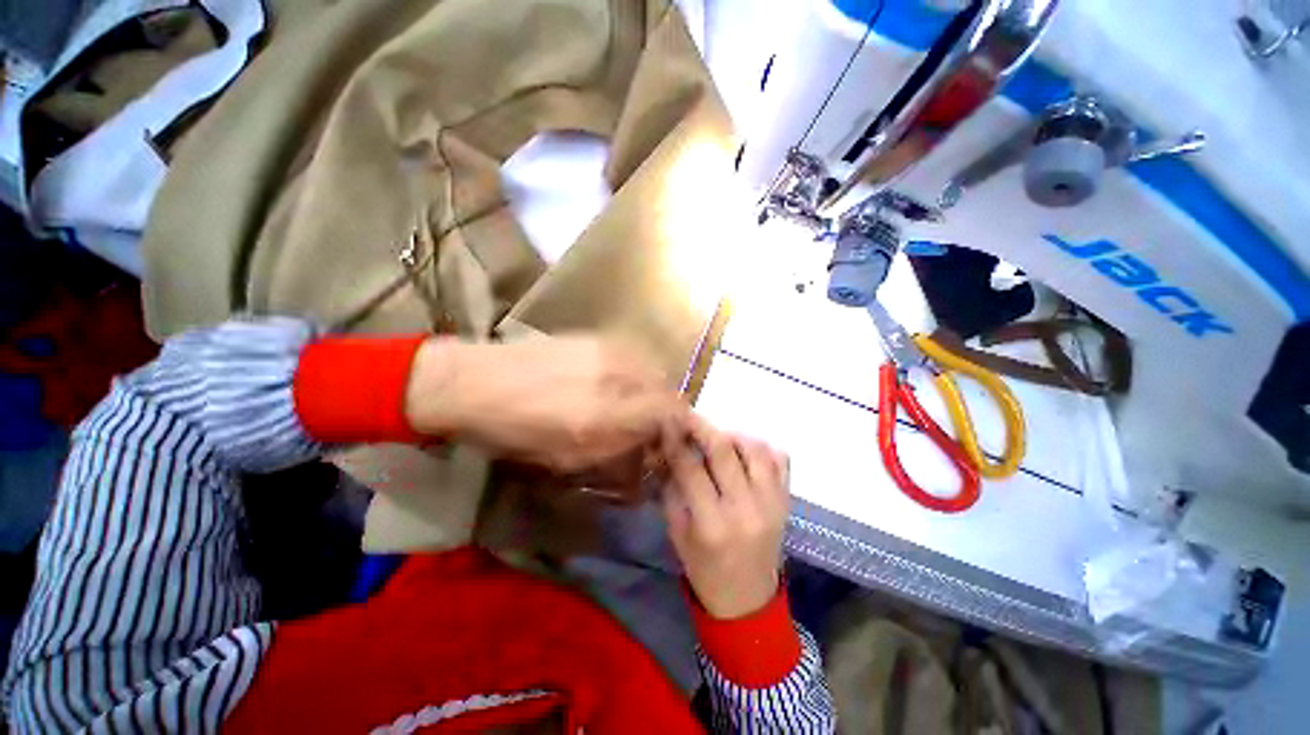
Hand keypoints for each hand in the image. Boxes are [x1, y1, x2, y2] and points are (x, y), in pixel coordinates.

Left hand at [405, 335, 686, 472]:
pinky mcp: (594, 337)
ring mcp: (605, 350)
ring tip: (635, 404)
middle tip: (652, 425)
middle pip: (666, 387)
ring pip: (652, 369)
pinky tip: (616, 383)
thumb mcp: (565, 458)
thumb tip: (648, 446)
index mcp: (604, 413)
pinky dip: (636, 374)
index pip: (668, 412)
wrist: (474, 381)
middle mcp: (614, 375)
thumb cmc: (514, 430)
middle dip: (668, 410)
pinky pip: (633, 356)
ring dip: (653, 390)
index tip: (671, 439)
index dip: (678, 426)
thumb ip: (616, 450)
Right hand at [662, 416, 789, 619]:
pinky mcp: (787, 501)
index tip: (668, 421)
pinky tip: (745, 450)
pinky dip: (762, 447)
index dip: (676, 440)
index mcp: (712, 524)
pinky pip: (780, 460)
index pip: (691, 469)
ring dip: (733, 435)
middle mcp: (745, 509)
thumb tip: (668, 451)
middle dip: (702, 426)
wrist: (747, 598)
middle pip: (724, 452)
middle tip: (689, 416)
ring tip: (718, 436)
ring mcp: (772, 503)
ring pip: (755, 449)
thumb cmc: (704, 568)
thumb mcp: (676, 533)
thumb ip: (672, 490)